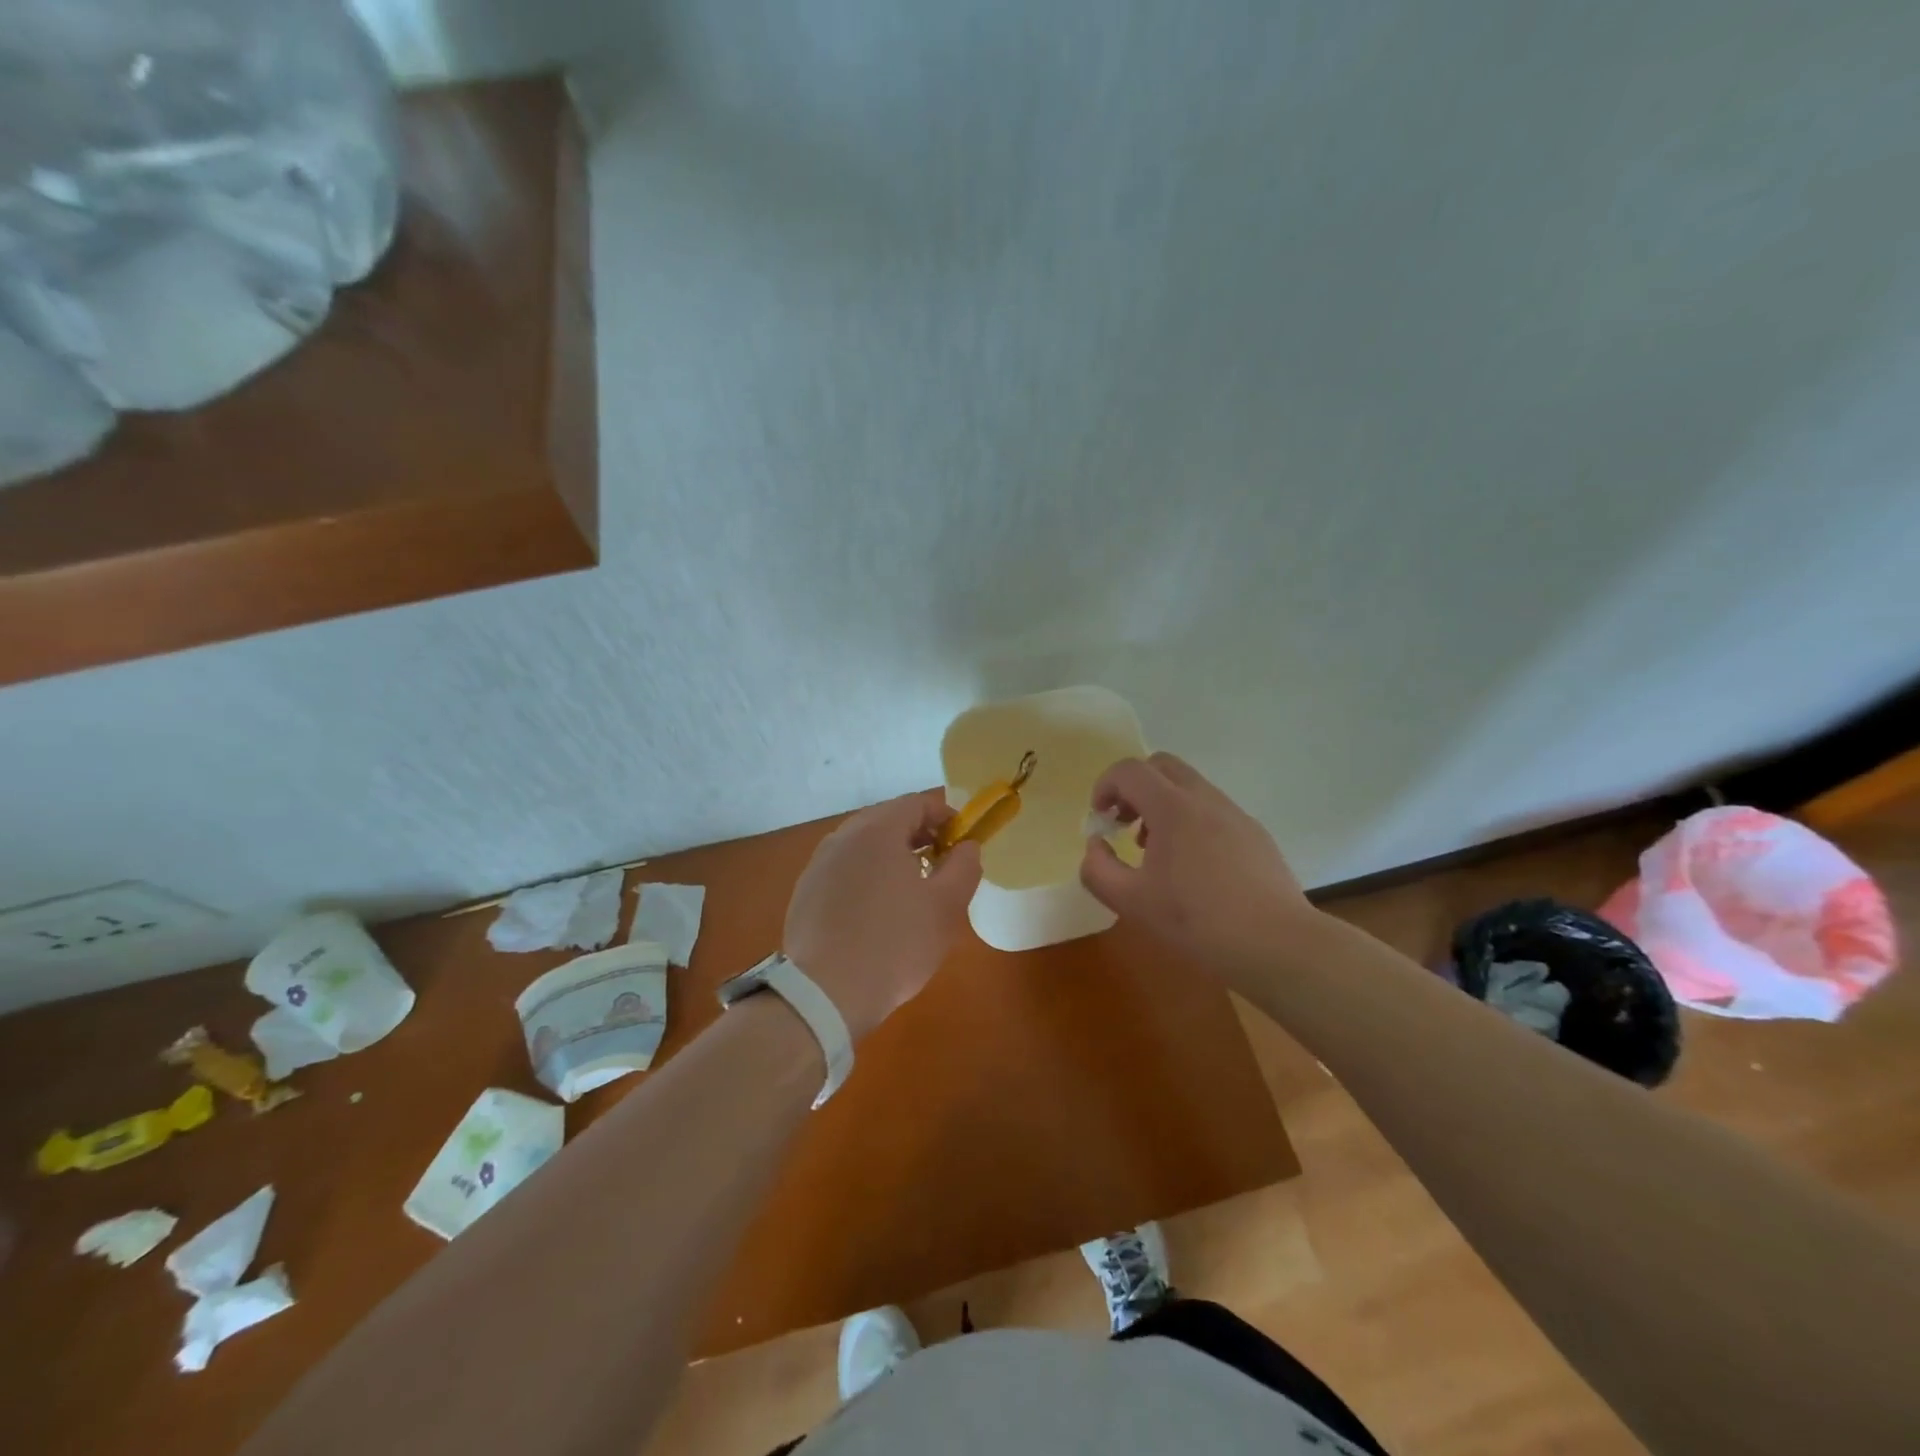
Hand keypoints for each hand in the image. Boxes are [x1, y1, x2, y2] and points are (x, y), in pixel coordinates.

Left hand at [784, 790, 982, 1042]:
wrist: (825, 993)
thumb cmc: (895, 944)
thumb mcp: (946, 906)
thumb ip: (964, 866)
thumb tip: (966, 846)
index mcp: (877, 830)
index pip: (917, 803)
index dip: (946, 816)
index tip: (963, 843)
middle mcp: (843, 836)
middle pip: (888, 820)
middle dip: (919, 835)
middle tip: (941, 866)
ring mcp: (819, 864)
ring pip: (864, 846)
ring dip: (892, 856)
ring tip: (911, 891)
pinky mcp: (805, 892)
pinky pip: (844, 870)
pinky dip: (867, 877)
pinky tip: (877, 912)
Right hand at [1080, 752, 1316, 979]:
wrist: (1278, 944)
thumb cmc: (1198, 921)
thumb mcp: (1132, 903)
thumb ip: (1098, 870)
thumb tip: (1095, 847)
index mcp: (1173, 808)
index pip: (1129, 771)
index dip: (1104, 786)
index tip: (1100, 820)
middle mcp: (1205, 799)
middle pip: (1161, 766)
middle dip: (1134, 788)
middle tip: (1124, 825)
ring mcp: (1235, 814)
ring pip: (1189, 787)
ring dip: (1162, 805)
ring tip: (1155, 852)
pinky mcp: (1255, 834)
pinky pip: (1212, 811)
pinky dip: (1190, 821)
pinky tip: (1193, 869)